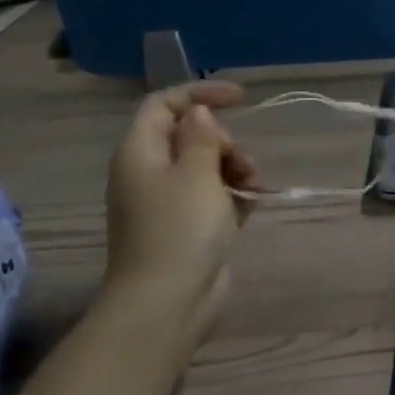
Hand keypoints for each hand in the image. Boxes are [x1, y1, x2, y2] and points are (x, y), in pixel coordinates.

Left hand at [103, 83, 258, 316]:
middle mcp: (150, 173)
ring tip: (254, 187)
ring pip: (207, 168)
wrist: (168, 300)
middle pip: (190, 136)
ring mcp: (169, 203)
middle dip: (225, 141)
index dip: (201, 94)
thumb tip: (198, 114)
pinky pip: (214, 197)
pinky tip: (254, 202)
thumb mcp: (196, 172)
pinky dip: (234, 195)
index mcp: (141, 152)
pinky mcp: (189, 228)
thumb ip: (202, 137)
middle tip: (242, 162)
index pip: (165, 105)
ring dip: (235, 168)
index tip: (241, 98)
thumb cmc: (180, 229)